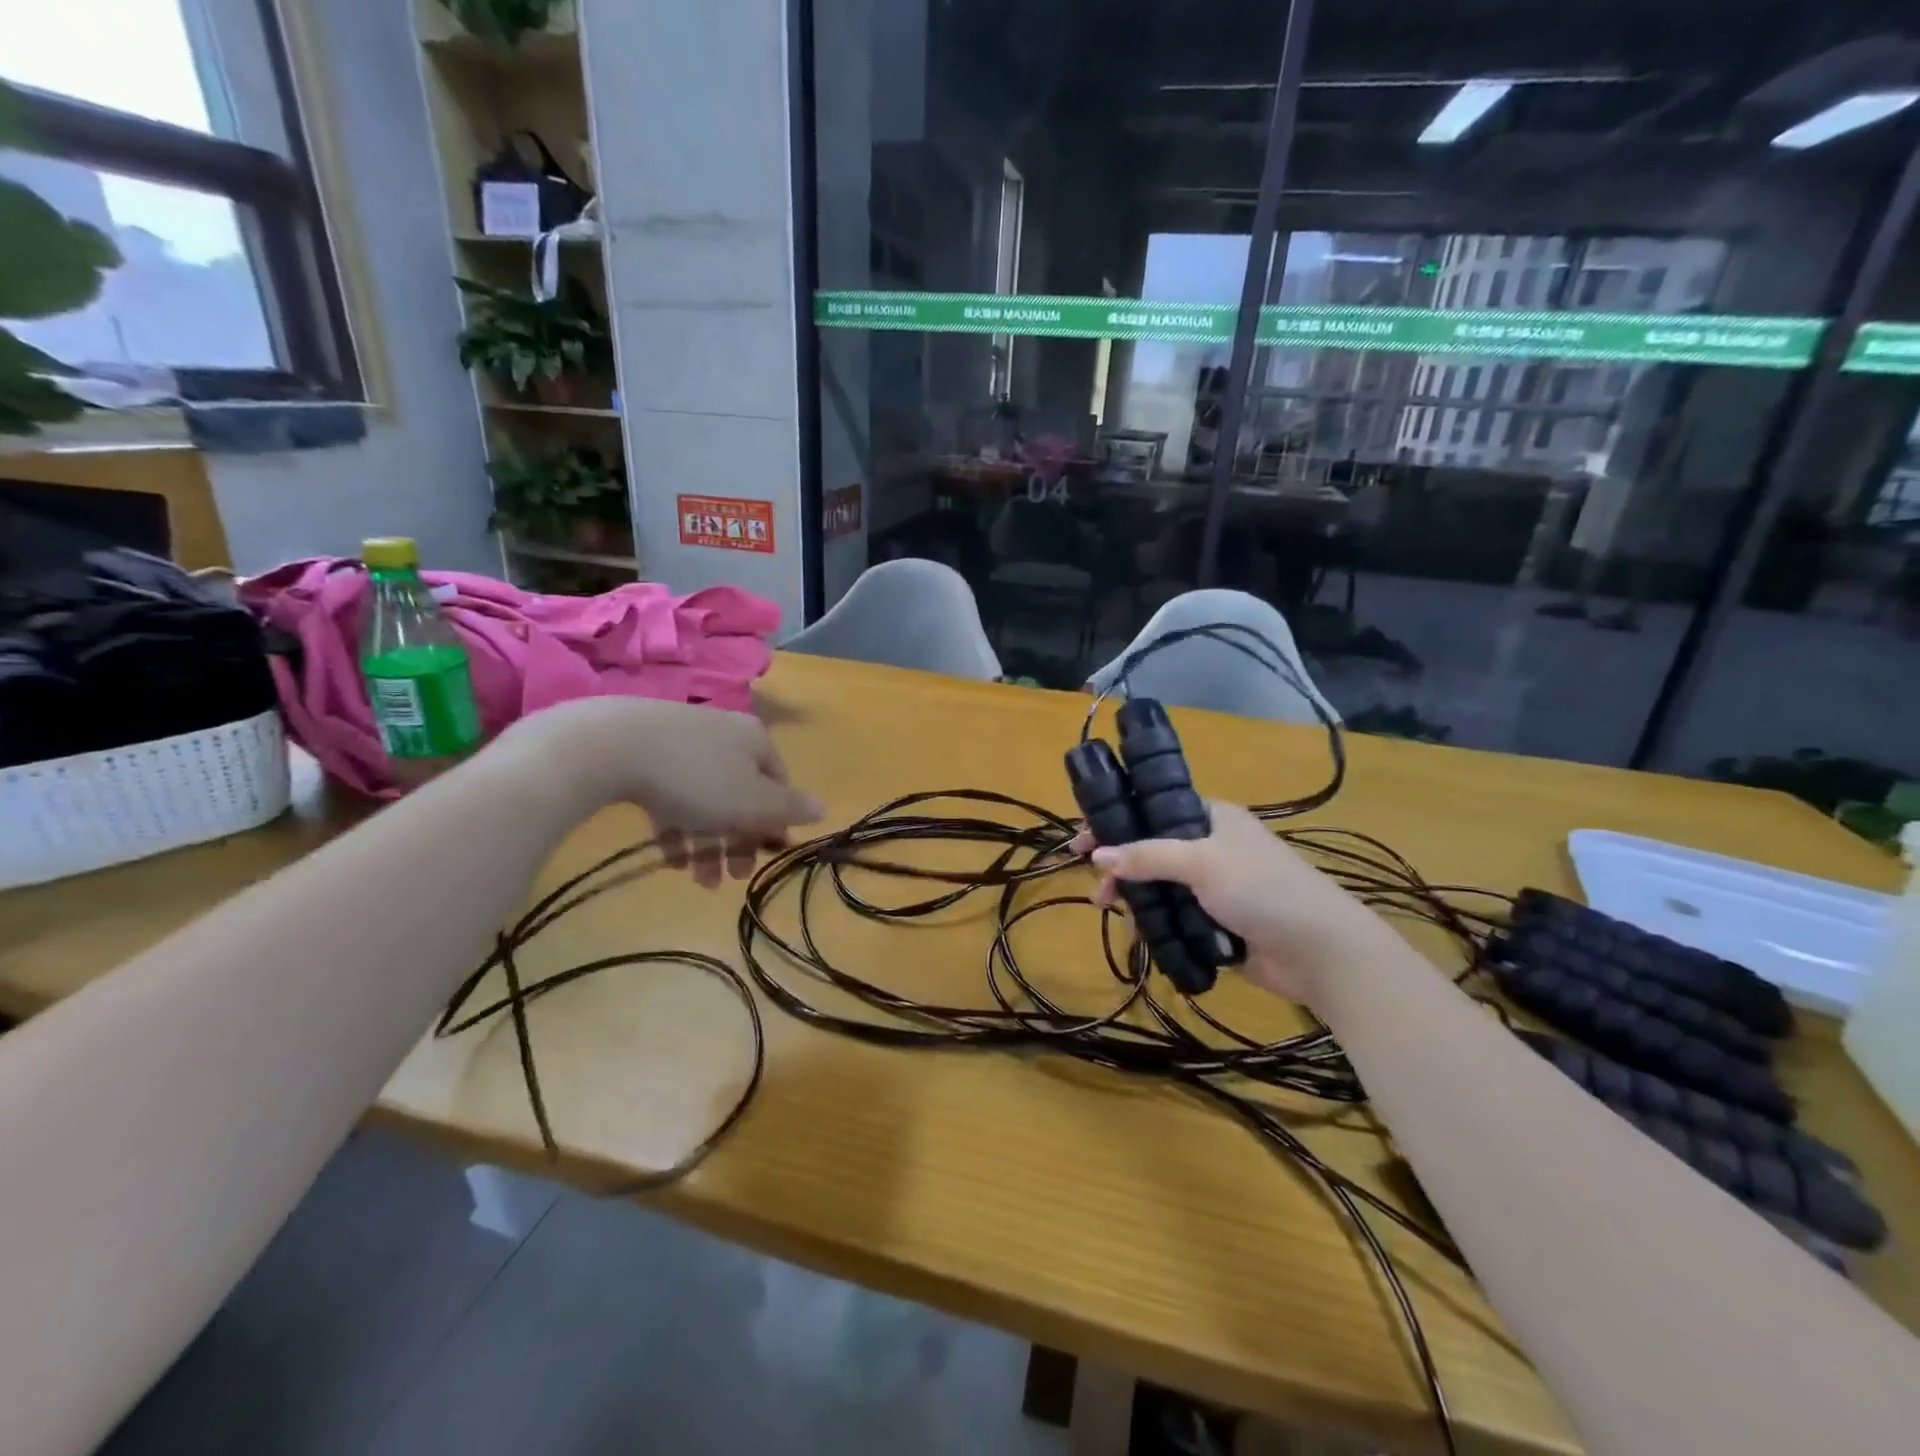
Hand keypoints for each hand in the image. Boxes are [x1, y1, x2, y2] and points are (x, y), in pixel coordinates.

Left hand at [506, 697, 822, 888]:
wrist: (611, 746)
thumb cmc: (697, 778)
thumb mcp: (752, 801)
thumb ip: (789, 808)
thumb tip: (824, 807)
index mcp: (756, 741)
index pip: (779, 784)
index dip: (775, 822)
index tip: (765, 855)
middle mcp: (724, 735)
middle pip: (741, 794)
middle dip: (738, 841)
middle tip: (732, 878)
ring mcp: (683, 741)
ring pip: (705, 798)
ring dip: (707, 843)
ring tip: (698, 881)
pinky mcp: (645, 753)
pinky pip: (671, 794)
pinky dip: (676, 826)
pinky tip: (670, 858)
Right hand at [1074, 802, 1387, 1004]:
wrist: (1319, 951)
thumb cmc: (1263, 889)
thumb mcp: (1202, 862)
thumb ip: (1148, 856)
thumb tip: (1097, 855)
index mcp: (1212, 817)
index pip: (1154, 808)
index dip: (1117, 818)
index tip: (1083, 836)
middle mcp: (1210, 846)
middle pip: (1151, 848)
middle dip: (1120, 863)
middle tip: (1094, 882)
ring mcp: (1213, 886)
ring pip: (1159, 884)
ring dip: (1133, 895)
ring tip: (1108, 909)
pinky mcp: (1214, 921)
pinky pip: (1172, 915)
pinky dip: (1152, 921)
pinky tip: (1136, 933)